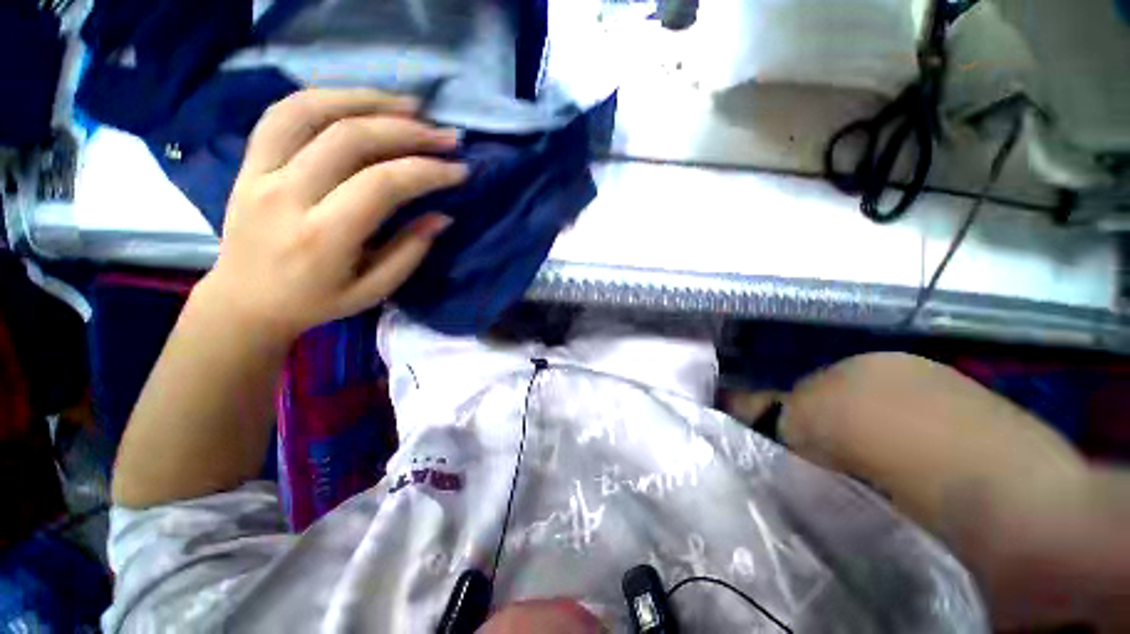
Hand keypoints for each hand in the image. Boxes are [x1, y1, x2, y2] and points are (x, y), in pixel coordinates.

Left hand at [199, 88, 467, 339]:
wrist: (245, 301)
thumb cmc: (317, 302)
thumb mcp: (374, 290)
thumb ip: (410, 252)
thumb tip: (442, 217)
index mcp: (323, 236)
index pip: (382, 184)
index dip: (427, 172)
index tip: (458, 170)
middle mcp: (287, 195)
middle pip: (350, 139)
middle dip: (408, 132)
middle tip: (445, 136)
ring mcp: (260, 172)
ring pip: (311, 111)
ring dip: (366, 100)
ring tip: (409, 105)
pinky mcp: (249, 163)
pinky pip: (283, 113)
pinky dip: (325, 98)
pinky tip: (358, 102)